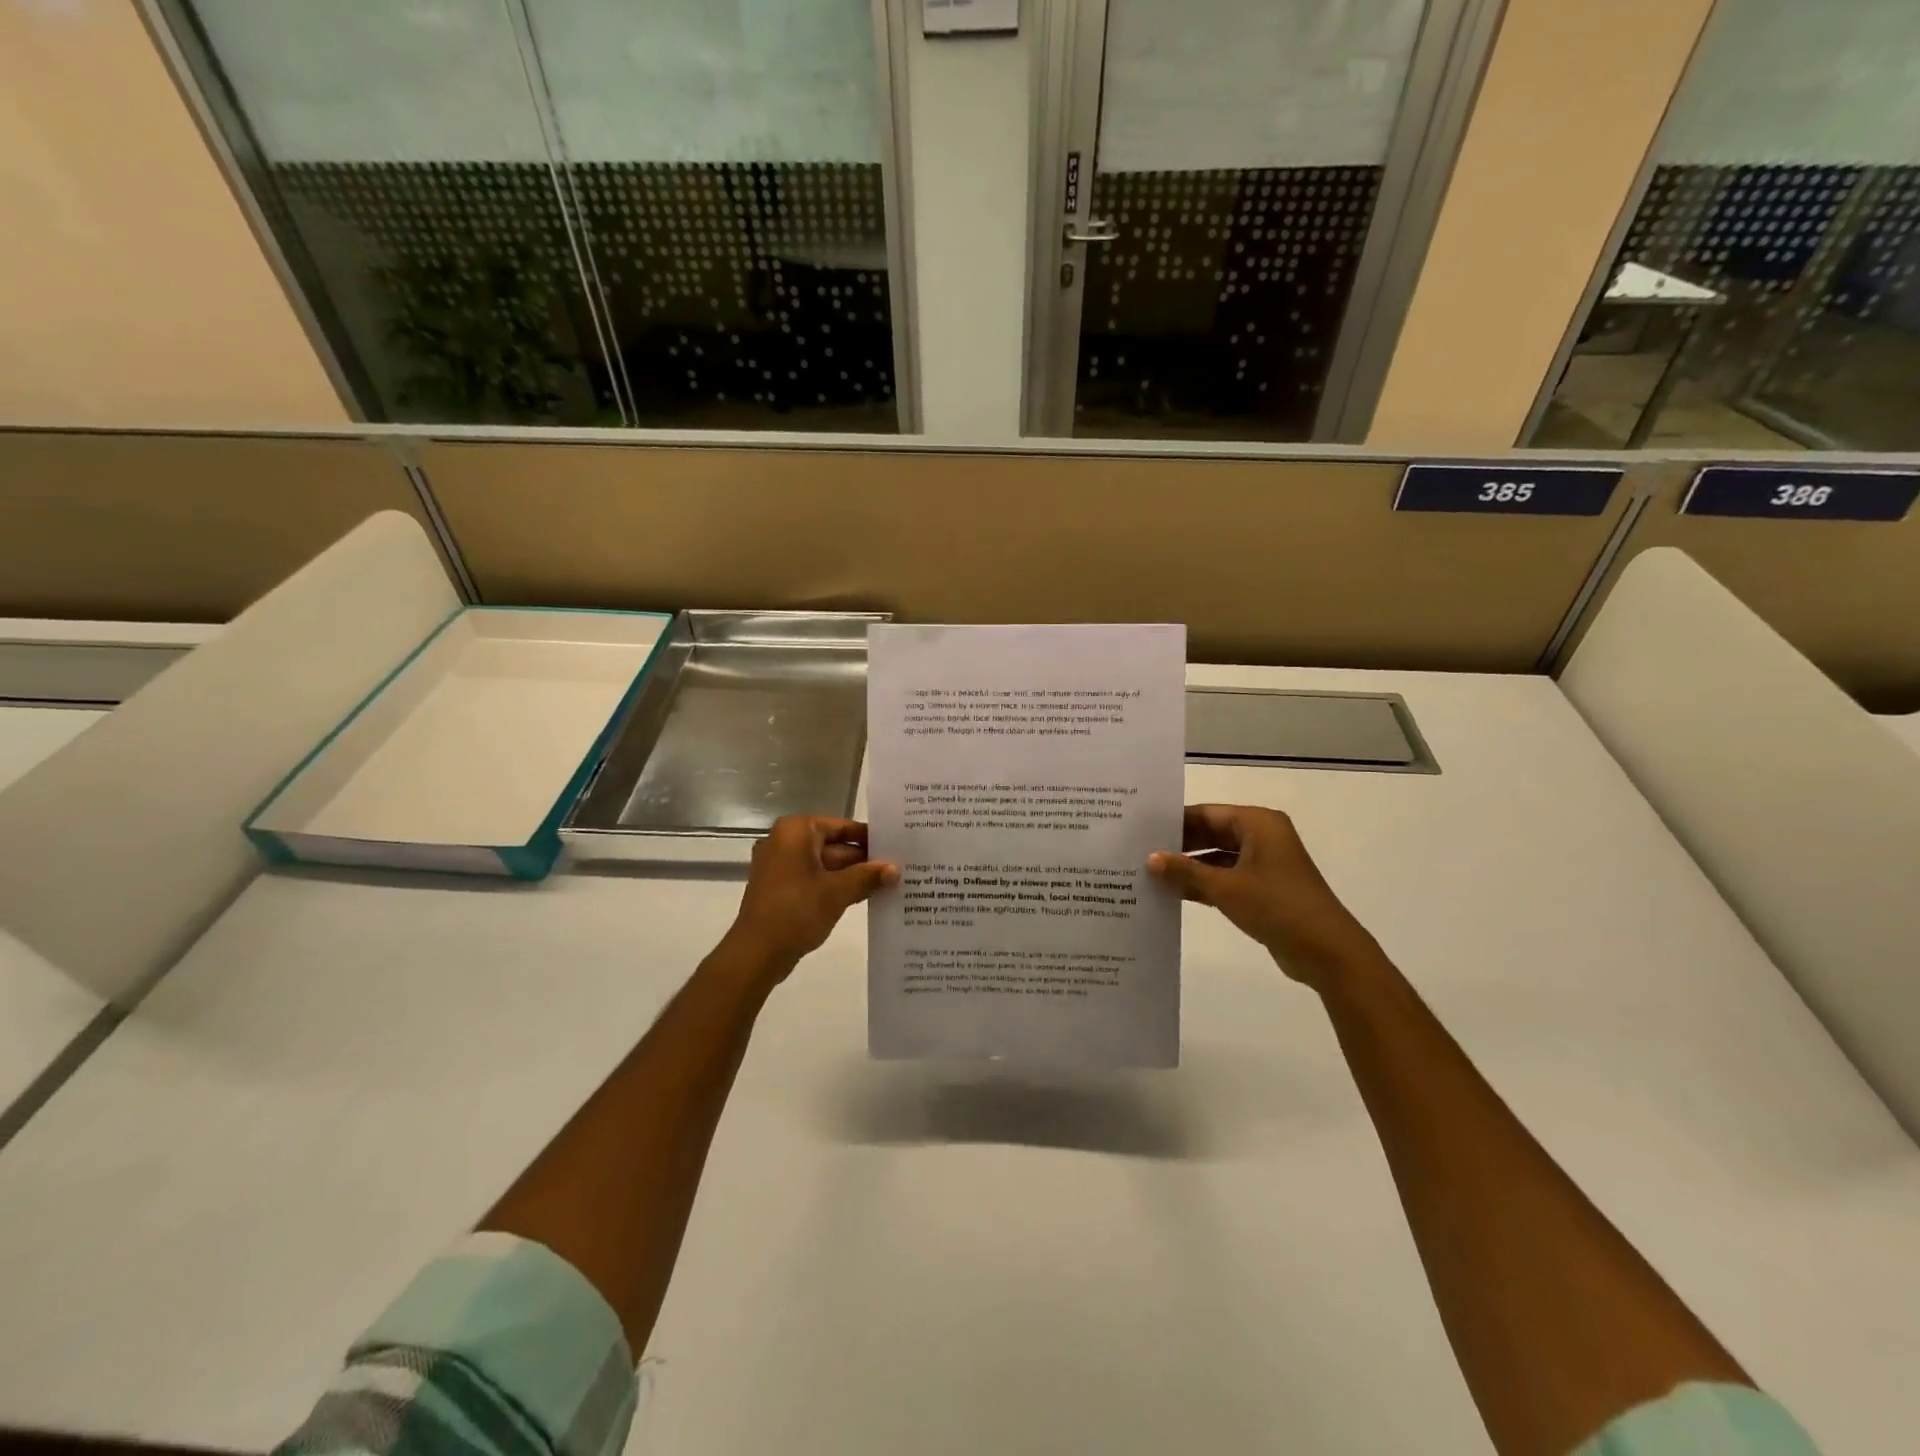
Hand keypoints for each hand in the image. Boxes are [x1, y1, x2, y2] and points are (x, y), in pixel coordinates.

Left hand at [726, 817, 898, 976]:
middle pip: (835, 845)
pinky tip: (867, 896)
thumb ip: (868, 876)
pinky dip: (838, 887)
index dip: (869, 837)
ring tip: (891, 883)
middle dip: (864, 860)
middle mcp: (786, 842)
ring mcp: (783, 867)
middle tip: (900, 867)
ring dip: (854, 875)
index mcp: (796, 831)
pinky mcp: (783, 889)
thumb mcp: (837, 892)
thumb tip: (895, 869)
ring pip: (827, 865)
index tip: (897, 845)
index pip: (841, 826)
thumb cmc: (795, 911)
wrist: (756, 953)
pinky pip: (816, 880)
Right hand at [1148, 804, 1382, 991]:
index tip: (1141, 828)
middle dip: (1179, 844)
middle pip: (1211, 833)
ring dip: (1189, 867)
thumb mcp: (1225, 887)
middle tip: (1139, 850)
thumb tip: (1149, 859)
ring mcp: (1263, 864)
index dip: (1174, 821)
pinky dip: (1203, 883)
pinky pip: (1225, 877)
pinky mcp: (1262, 888)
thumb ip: (1185, 871)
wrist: (1327, 951)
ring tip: (1149, 872)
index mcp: (1258, 823)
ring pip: (1217, 857)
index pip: (1207, 813)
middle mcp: (1261, 837)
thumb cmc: (1277, 906)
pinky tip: (1173, 893)